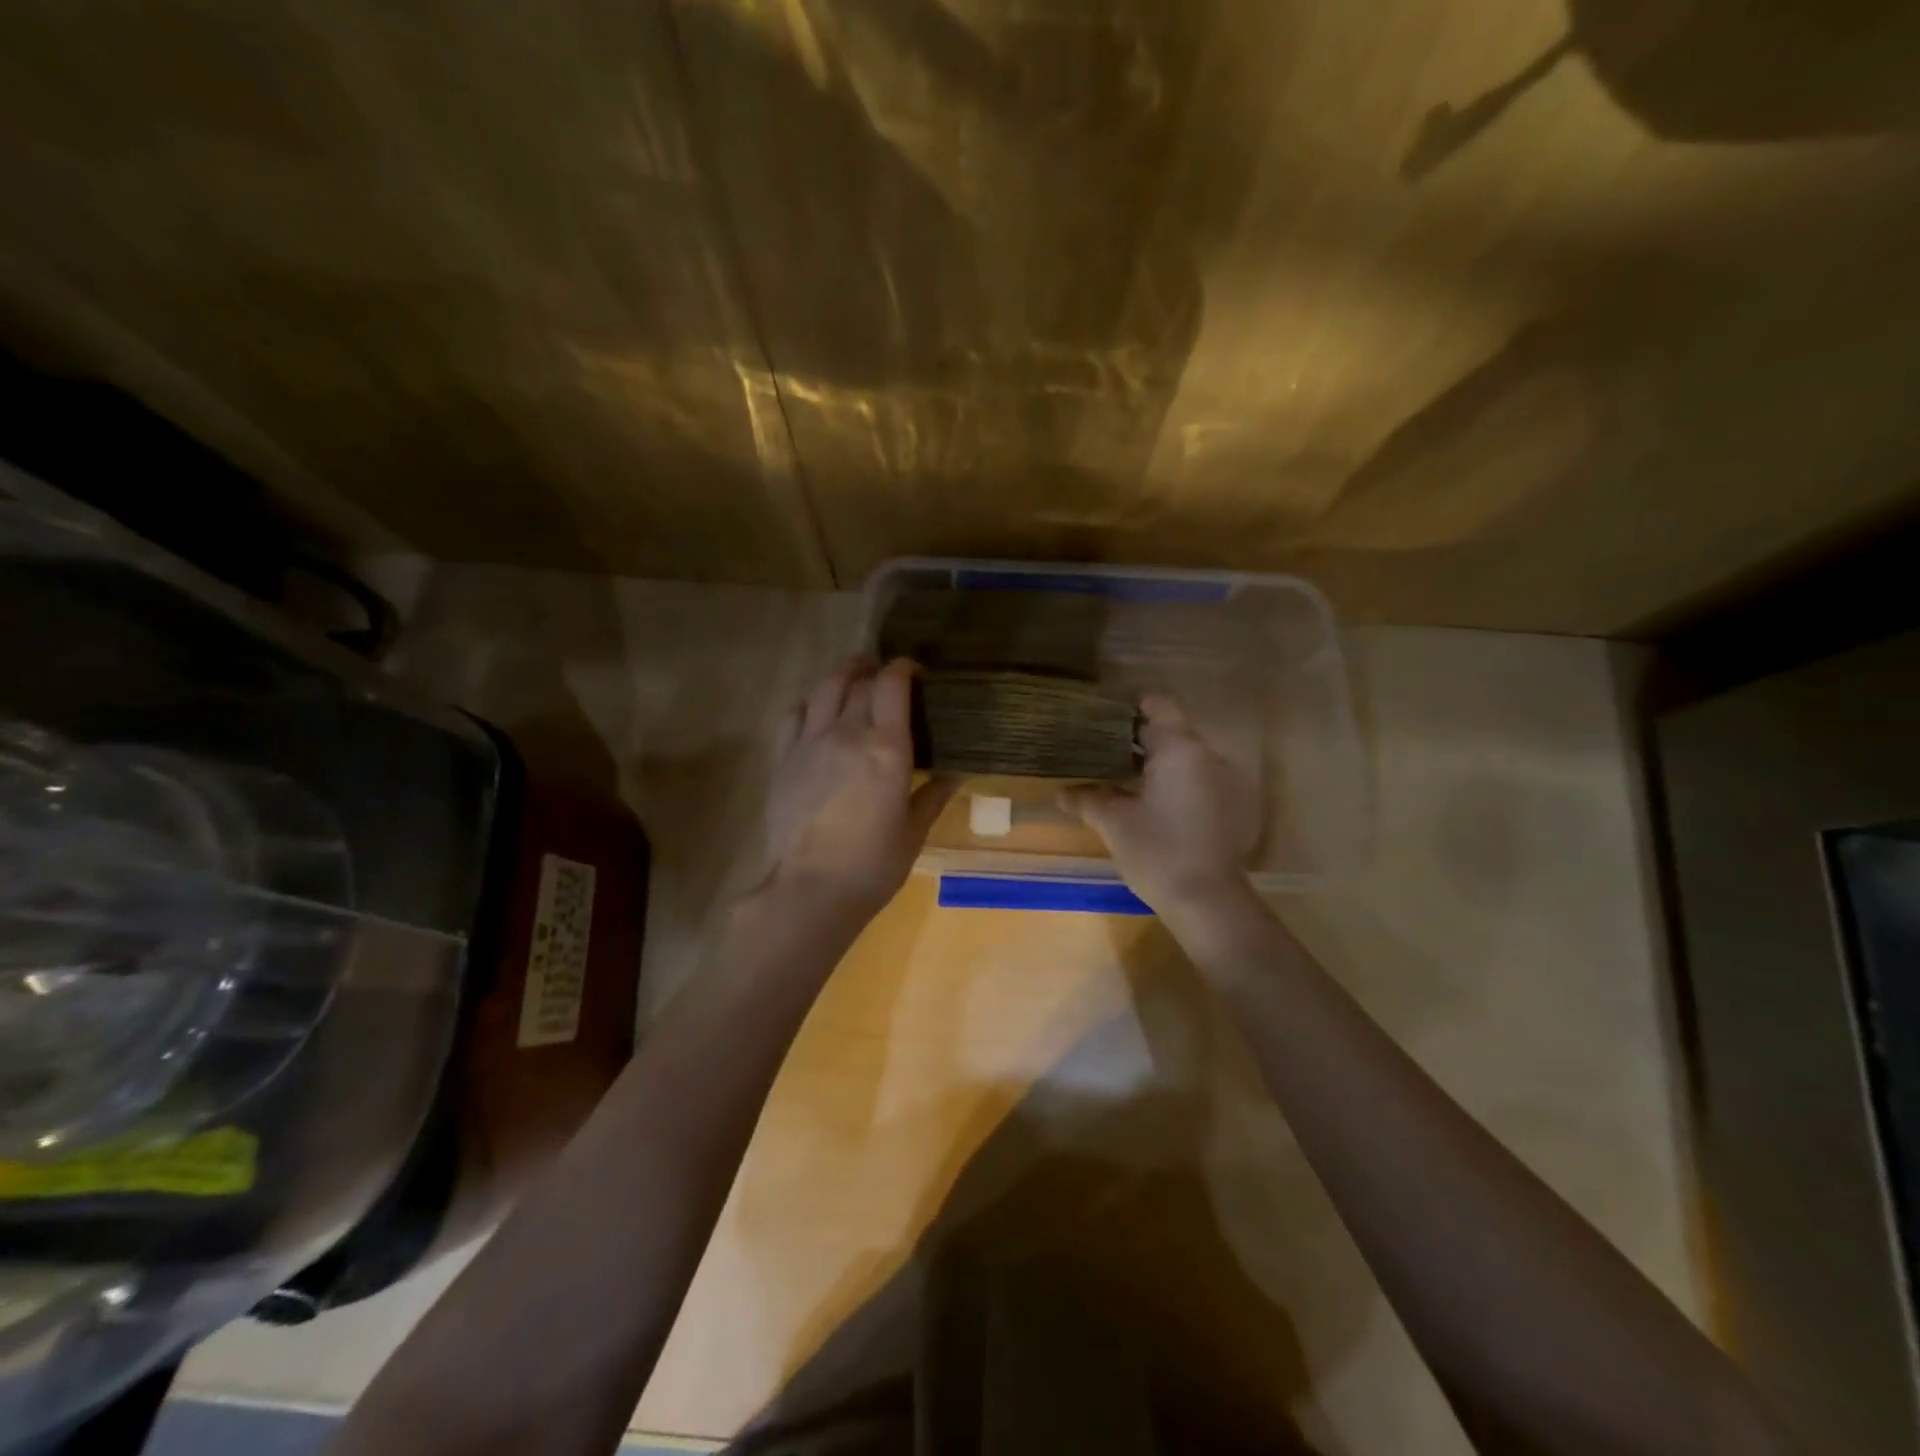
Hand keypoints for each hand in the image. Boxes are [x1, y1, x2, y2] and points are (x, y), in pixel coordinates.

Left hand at [759, 657, 952, 924]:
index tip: (914, 668)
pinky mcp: (784, 759)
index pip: (892, 686)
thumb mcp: (913, 833)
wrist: (810, 889)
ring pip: (824, 688)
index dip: (903, 668)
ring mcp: (810, 743)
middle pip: (860, 682)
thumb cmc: (872, 866)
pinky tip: (816, 710)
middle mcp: (847, 733)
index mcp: (886, 748)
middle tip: (887, 675)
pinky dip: (810, 703)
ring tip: (854, 676)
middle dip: (876, 670)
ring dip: (842, 675)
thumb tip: (954, 775)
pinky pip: (794, 714)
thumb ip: (932, 797)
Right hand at [1061, 693, 1249, 915]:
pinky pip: (1194, 779)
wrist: (1208, 901)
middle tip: (1097, 749)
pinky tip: (1144, 803)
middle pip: (1169, 731)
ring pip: (1181, 758)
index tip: (1101, 716)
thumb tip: (1061, 793)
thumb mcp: (1113, 823)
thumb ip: (1087, 799)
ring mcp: (1222, 781)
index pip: (1157, 704)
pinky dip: (1169, 782)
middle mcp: (1206, 756)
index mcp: (1179, 748)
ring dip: (1152, 763)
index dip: (1129, 705)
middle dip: (1134, 738)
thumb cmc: (1158, 851)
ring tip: (1116, 777)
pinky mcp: (1227, 806)